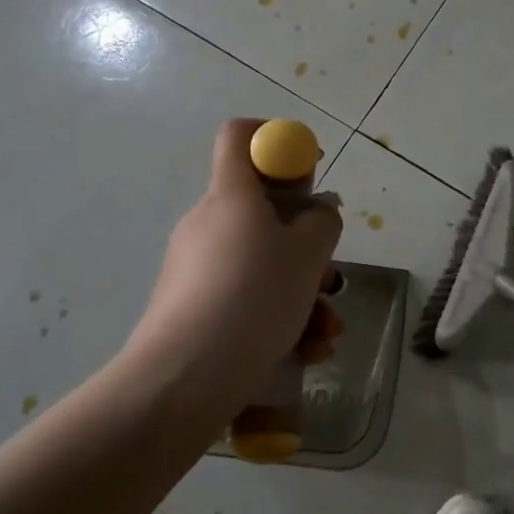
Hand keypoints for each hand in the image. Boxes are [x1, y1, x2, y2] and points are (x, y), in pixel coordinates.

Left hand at [128, 119, 342, 396]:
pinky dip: (278, 315)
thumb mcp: (308, 254)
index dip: (277, 140)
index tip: (310, 170)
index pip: (241, 135)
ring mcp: (197, 267)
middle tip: (330, 276)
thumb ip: (322, 221)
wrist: (184, 378)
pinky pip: (245, 295)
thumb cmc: (254, 297)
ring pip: (261, 262)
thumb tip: (318, 210)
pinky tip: (304, 350)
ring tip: (326, 331)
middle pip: (262, 210)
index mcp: (231, 195)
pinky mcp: (192, 306)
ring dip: (301, 290)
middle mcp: (209, 223)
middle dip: (306, 242)